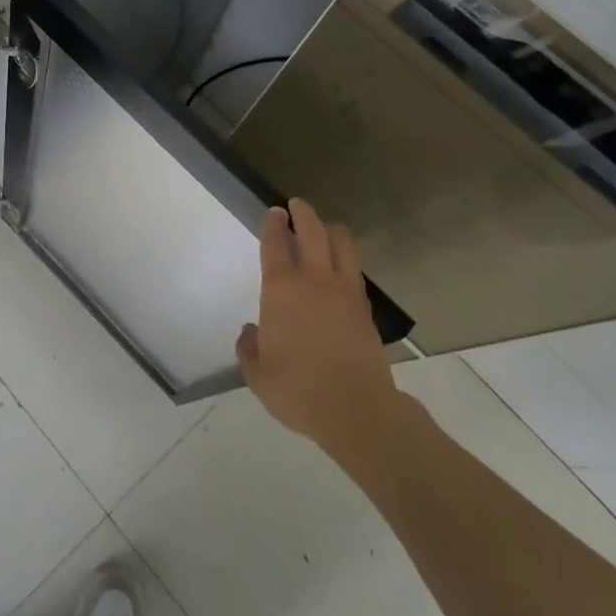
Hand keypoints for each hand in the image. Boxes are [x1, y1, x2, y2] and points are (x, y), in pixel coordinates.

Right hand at [236, 198, 395, 447]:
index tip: (275, 212)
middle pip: (313, 231)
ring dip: (331, 230)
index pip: (276, 244)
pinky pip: (355, 271)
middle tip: (297, 205)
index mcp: (282, 290)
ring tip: (325, 229)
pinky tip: (341, 269)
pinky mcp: (365, 308)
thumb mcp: (258, 374)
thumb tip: (252, 332)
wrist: (356, 409)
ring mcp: (345, 291)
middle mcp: (314, 280)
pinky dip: (346, 260)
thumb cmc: (297, 389)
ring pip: (342, 244)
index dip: (274, 224)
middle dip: (304, 213)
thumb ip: (249, 349)